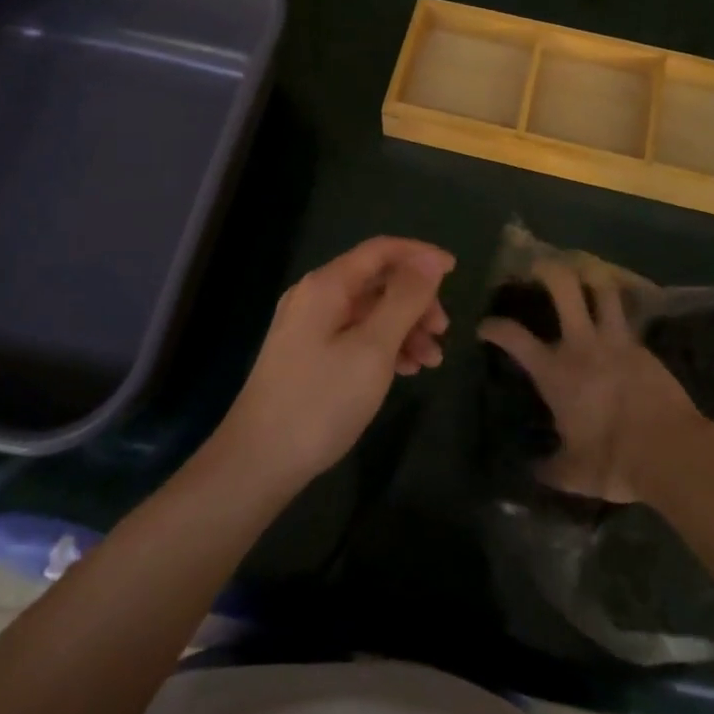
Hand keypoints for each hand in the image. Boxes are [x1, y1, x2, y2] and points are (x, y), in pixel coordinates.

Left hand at [217, 236, 454, 487]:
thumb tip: (430, 260)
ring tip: (431, 361)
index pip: (382, 250)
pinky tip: (405, 370)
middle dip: (416, 301)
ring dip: (405, 328)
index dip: (420, 256)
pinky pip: (355, 335)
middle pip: (377, 281)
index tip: (456, 272)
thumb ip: (404, 299)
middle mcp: (315, 296)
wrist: (257, 462)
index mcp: (327, 285)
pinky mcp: (307, 355)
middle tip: (443, 331)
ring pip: (369, 312)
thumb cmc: (321, 400)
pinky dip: (384, 346)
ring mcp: (308, 327)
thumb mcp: (374, 347)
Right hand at [478, 257, 707, 503]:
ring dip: (591, 277)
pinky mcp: (644, 347)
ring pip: (603, 290)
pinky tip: (616, 314)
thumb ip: (551, 468)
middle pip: (564, 288)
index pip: (514, 338)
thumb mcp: (573, 474)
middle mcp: (582, 345)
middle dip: (548, 270)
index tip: (485, 326)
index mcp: (556, 372)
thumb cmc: (613, 460)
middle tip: (538, 266)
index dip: (494, 327)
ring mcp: (616, 340)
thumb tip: (534, 471)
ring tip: (583, 274)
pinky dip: (618, 309)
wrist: (671, 451)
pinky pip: (628, 316)